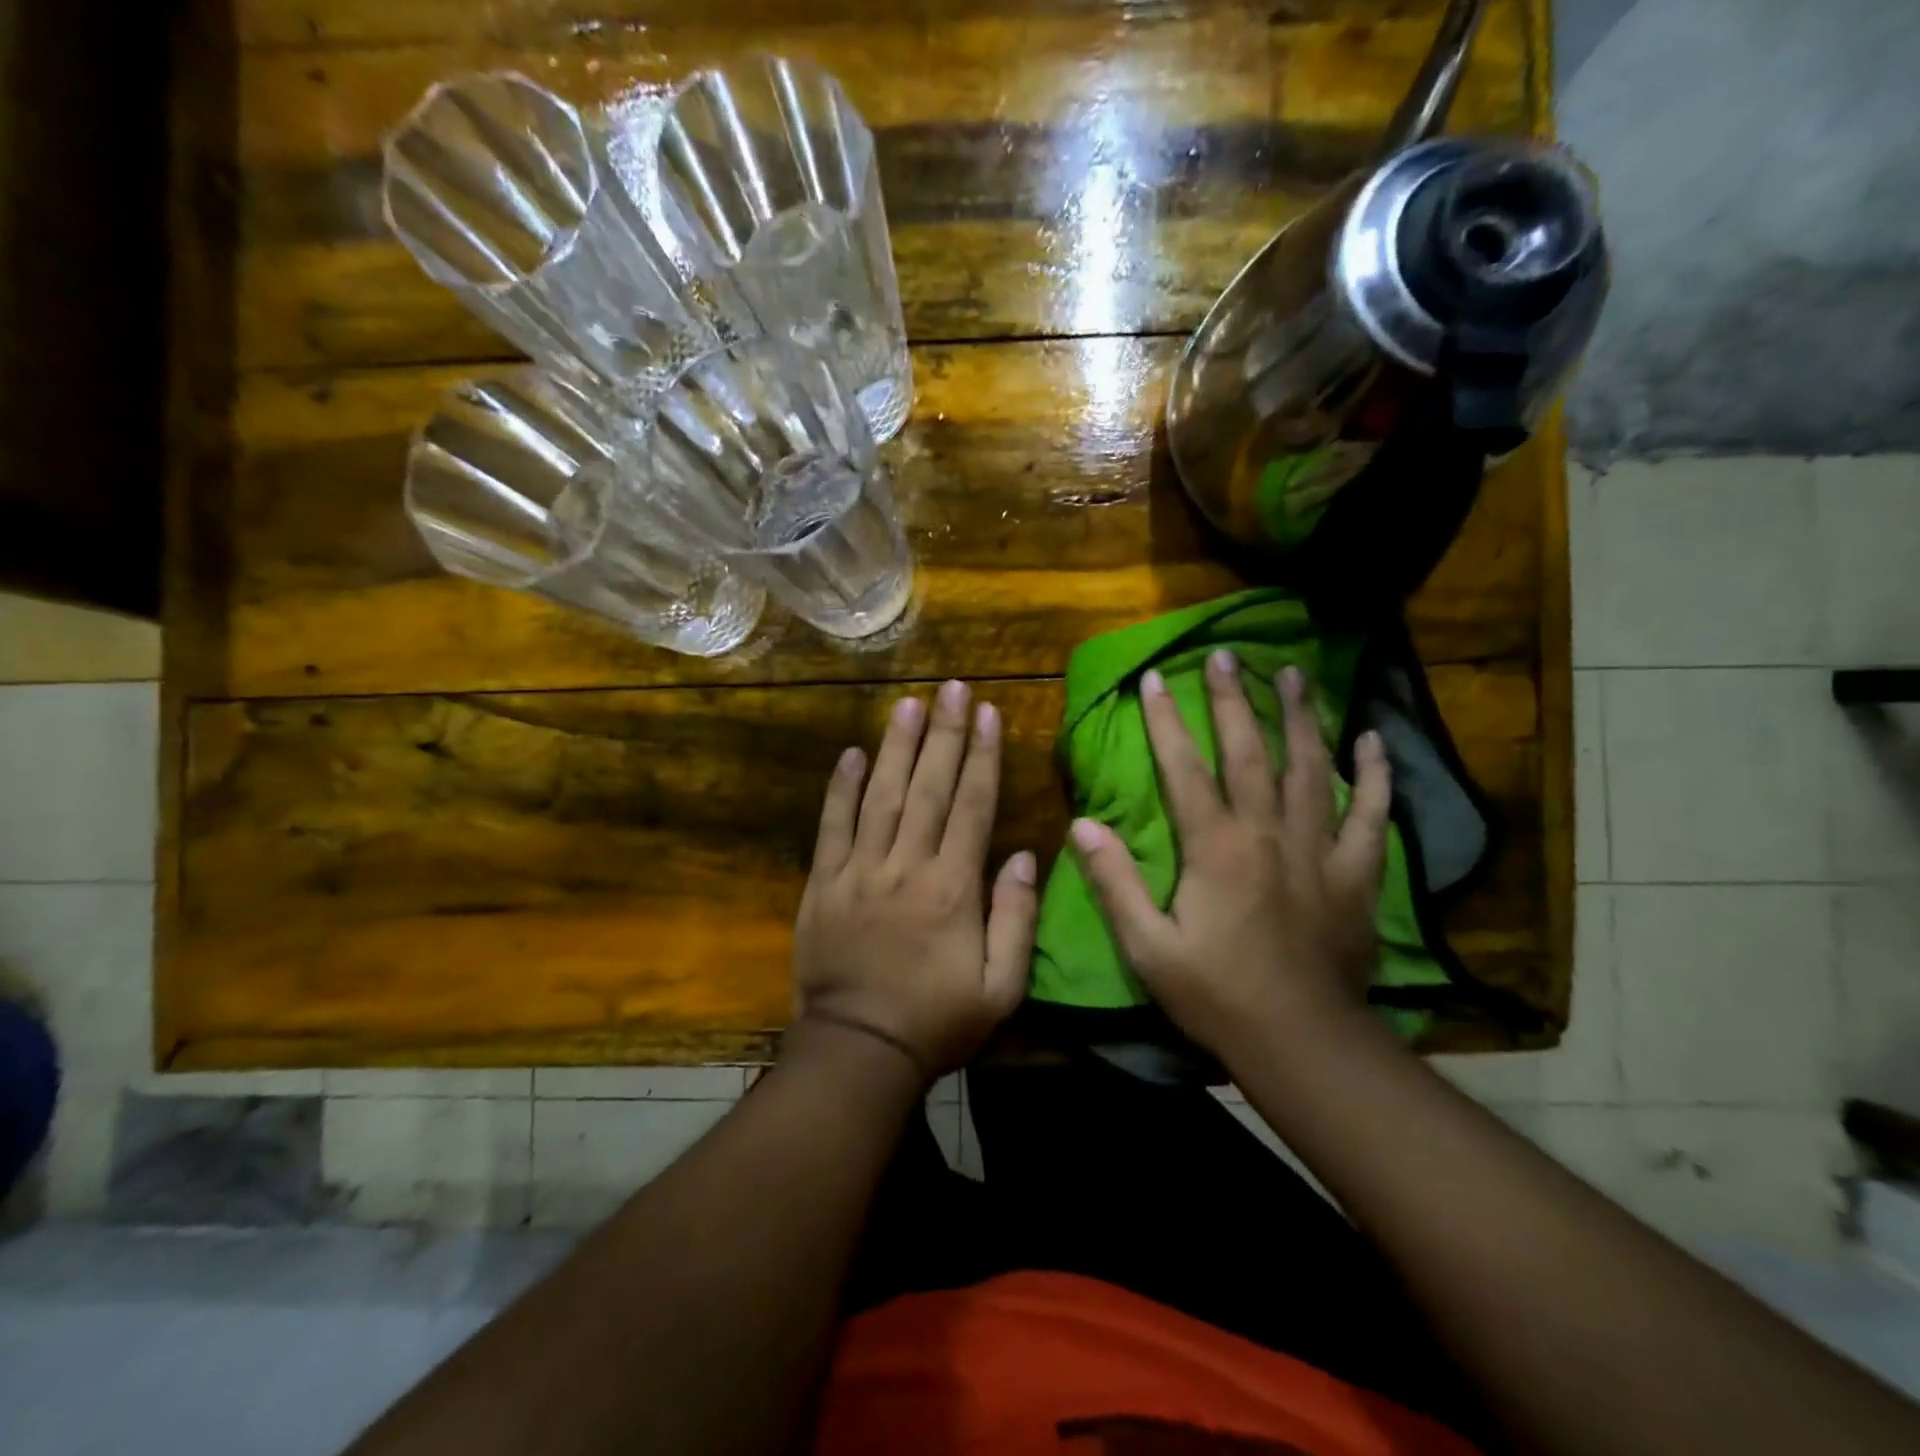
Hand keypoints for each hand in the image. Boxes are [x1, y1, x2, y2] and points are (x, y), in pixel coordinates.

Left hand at [791, 680, 1038, 1079]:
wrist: (859, 1050)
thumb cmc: (937, 1020)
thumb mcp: (1000, 987)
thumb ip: (1016, 919)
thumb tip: (1022, 855)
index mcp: (952, 887)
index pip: (972, 806)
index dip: (982, 756)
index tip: (988, 713)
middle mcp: (906, 865)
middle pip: (928, 788)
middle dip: (944, 734)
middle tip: (952, 688)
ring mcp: (860, 871)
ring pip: (881, 795)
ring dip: (896, 747)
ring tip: (909, 704)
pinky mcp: (824, 883)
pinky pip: (832, 827)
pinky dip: (840, 789)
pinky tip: (851, 754)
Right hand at [1070, 653, 1390, 1057]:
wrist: (1302, 1041)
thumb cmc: (1216, 994)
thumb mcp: (1148, 946)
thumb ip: (1115, 883)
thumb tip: (1082, 826)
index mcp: (1216, 848)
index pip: (1186, 769)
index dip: (1167, 721)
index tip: (1156, 677)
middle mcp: (1269, 834)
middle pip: (1250, 752)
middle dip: (1234, 700)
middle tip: (1226, 654)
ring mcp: (1319, 850)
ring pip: (1311, 768)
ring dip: (1301, 716)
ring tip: (1294, 673)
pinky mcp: (1356, 874)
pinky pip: (1371, 815)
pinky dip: (1374, 776)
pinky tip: (1372, 740)